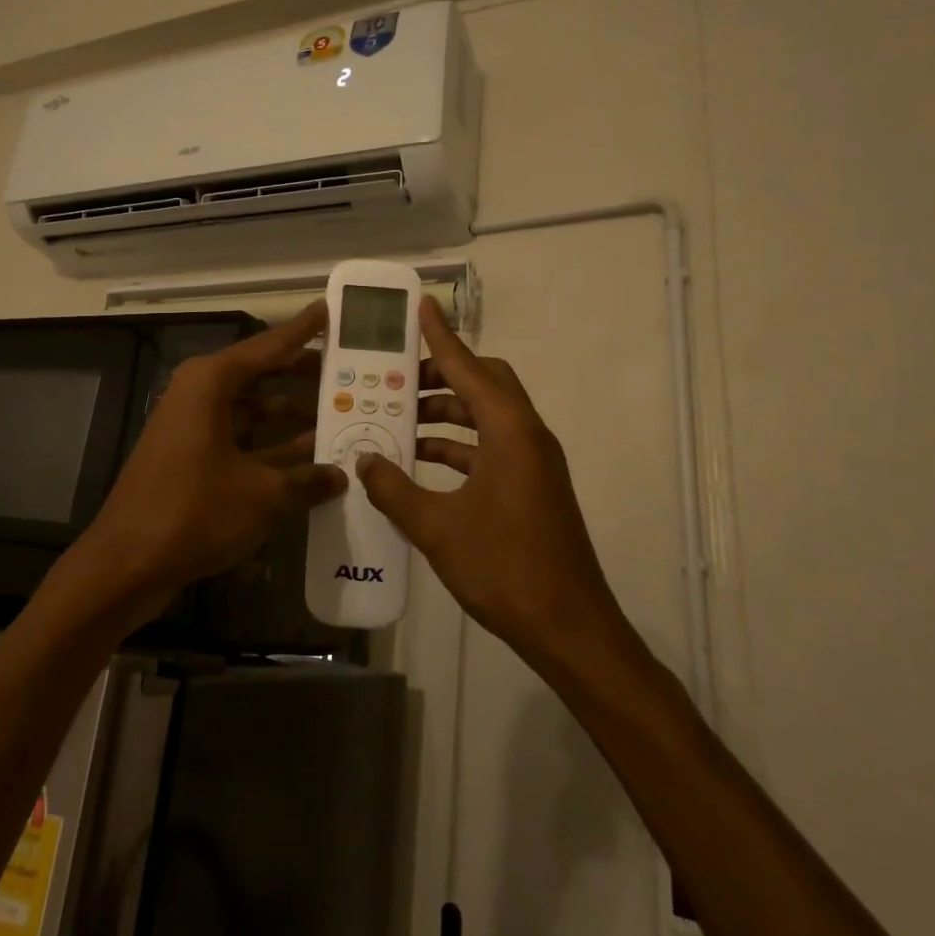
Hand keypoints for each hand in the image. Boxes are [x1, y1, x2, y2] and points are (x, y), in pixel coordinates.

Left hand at [77, 301, 346, 621]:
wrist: (126, 563)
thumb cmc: (194, 512)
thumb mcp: (262, 496)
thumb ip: (307, 480)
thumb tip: (342, 475)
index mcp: (211, 383)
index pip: (268, 346)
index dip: (302, 330)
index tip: (329, 310)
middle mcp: (200, 395)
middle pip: (261, 375)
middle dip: (303, 375)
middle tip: (347, 371)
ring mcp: (193, 427)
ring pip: (253, 411)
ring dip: (292, 417)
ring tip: (341, 418)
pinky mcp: (192, 457)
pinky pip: (241, 439)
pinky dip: (272, 447)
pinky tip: (310, 461)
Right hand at [354, 298, 634, 671]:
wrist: (570, 629)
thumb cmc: (504, 568)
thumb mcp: (437, 528)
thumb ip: (394, 489)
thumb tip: (364, 460)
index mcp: (510, 432)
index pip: (468, 368)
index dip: (441, 336)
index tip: (422, 306)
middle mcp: (527, 436)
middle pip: (485, 383)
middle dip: (442, 374)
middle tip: (399, 377)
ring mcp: (533, 463)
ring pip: (486, 417)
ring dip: (446, 414)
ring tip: (399, 420)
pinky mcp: (532, 487)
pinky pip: (491, 447)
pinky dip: (458, 446)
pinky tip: (421, 463)